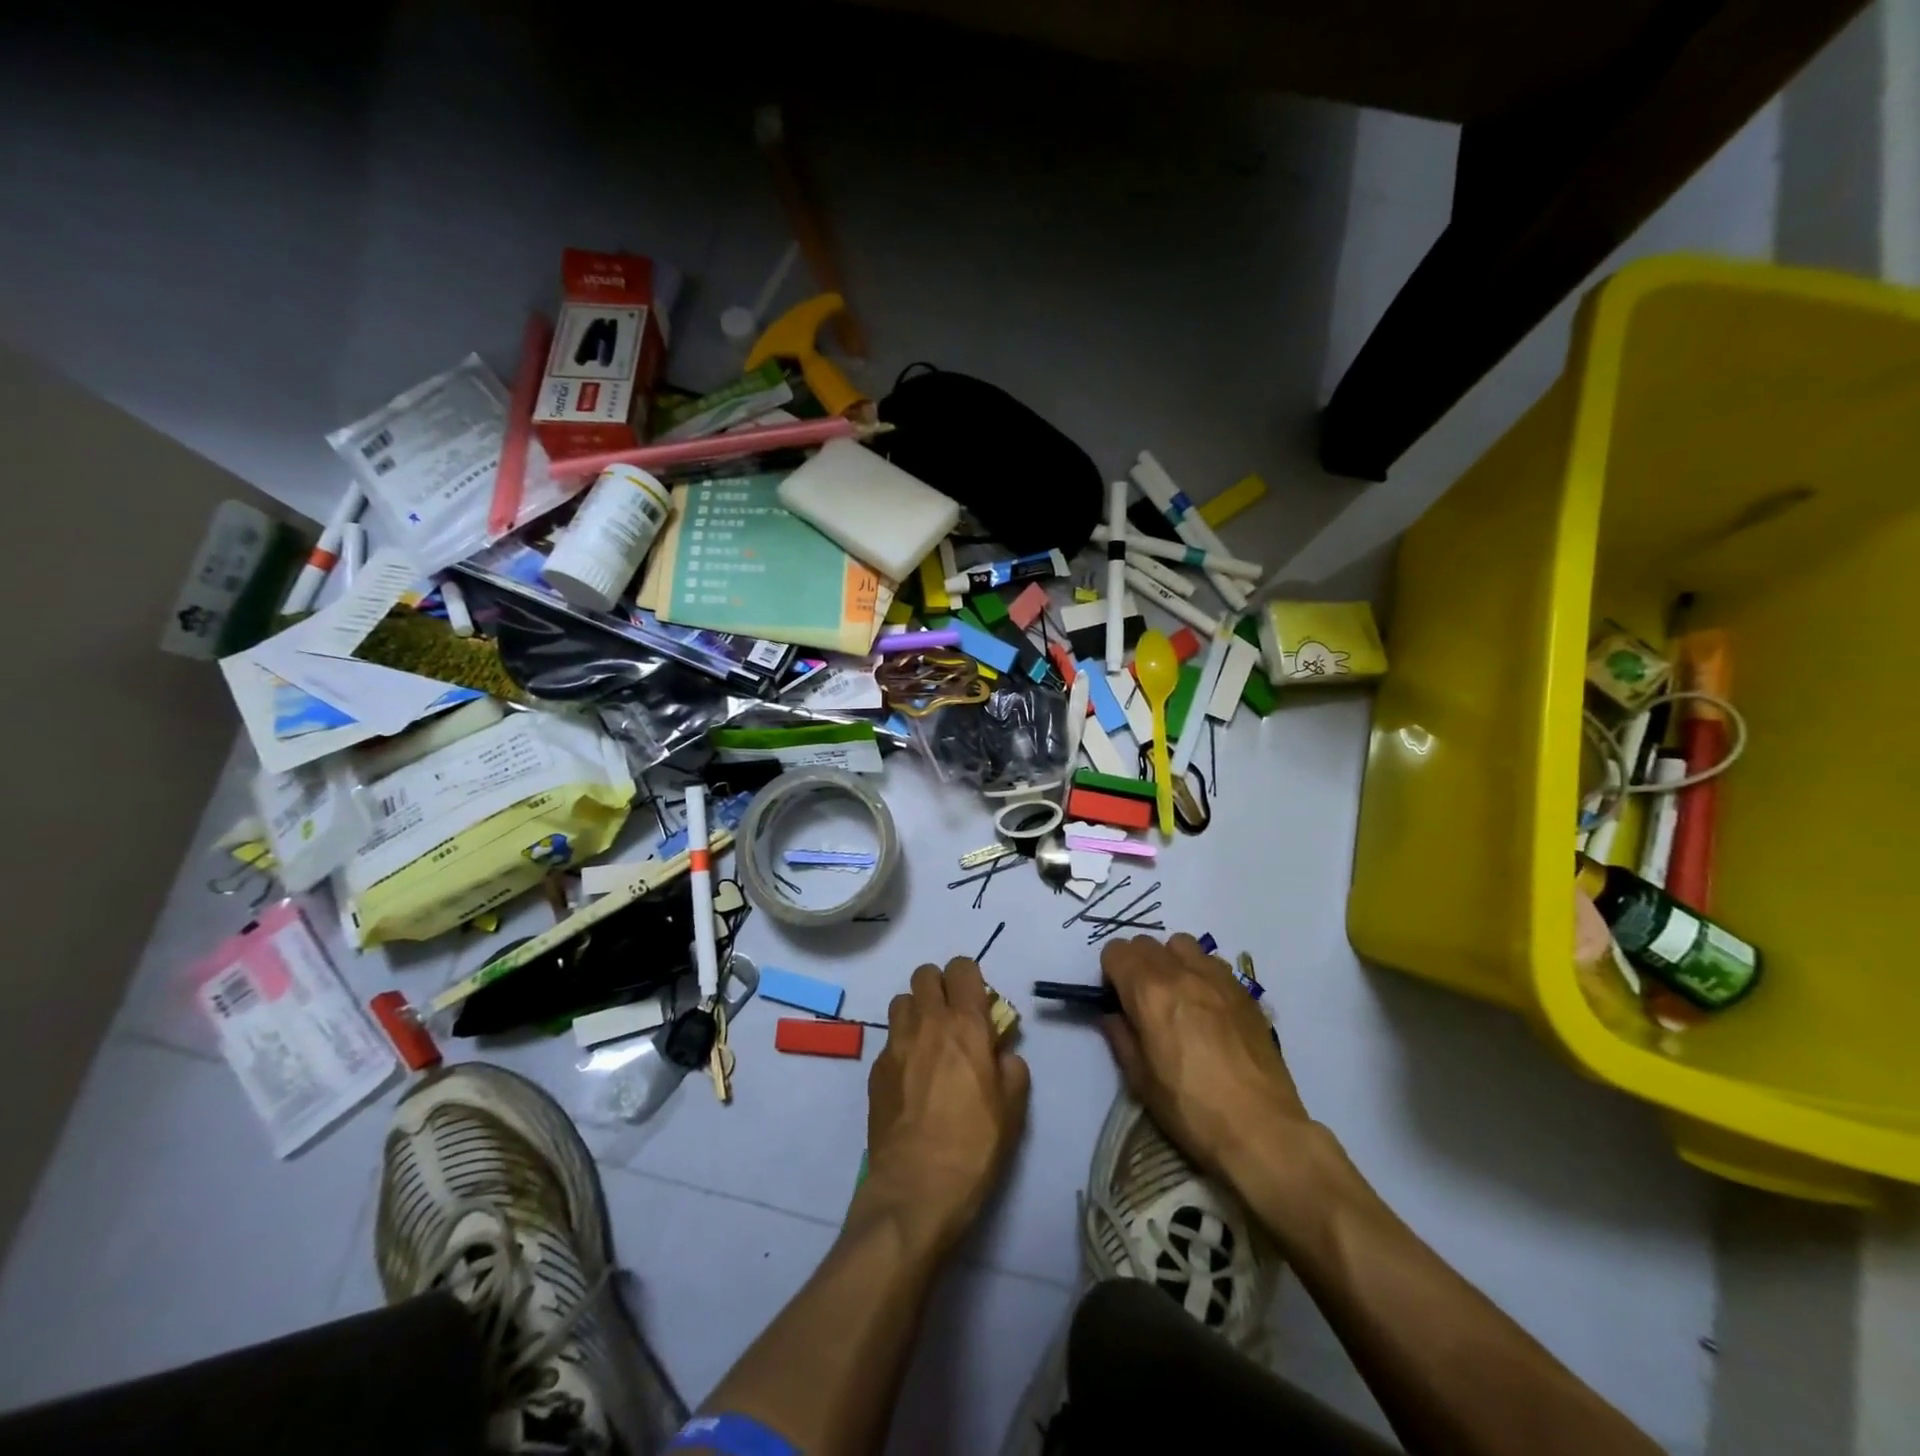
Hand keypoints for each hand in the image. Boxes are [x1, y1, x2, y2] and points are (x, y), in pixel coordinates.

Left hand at [862, 958, 1030, 1256]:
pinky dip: (902, 1045)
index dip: (970, 979)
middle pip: (925, 974)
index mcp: (965, 1025)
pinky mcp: (875, 1070)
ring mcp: (895, 1044)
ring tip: (928, 1043)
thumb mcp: (1013, 1109)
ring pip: (901, 1000)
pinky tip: (911, 1078)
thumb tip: (1000, 1054)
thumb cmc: (974, 1147)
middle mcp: (927, 1022)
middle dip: (940, 987)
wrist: (915, 1190)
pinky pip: (889, 1039)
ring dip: (916, 1011)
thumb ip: (1010, 1068)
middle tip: (953, 1018)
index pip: (962, 968)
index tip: (978, 1003)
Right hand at [1100, 934, 1311, 1183]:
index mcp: (1149, 992)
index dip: (1110, 973)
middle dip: (1136, 964)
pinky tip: (1208, 1006)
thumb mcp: (1140, 1080)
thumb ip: (1120, 1037)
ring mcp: (1218, 978)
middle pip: (1146, 943)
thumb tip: (1112, 1015)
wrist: (1261, 1129)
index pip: (1116, 951)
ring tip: (1177, 995)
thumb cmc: (1191, 1108)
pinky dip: (1201, 972)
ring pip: (1182, 944)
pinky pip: (1213, 962)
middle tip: (1143, 999)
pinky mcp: (1245, 991)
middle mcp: (1181, 973)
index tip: (1117, 999)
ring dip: (1170, 961)